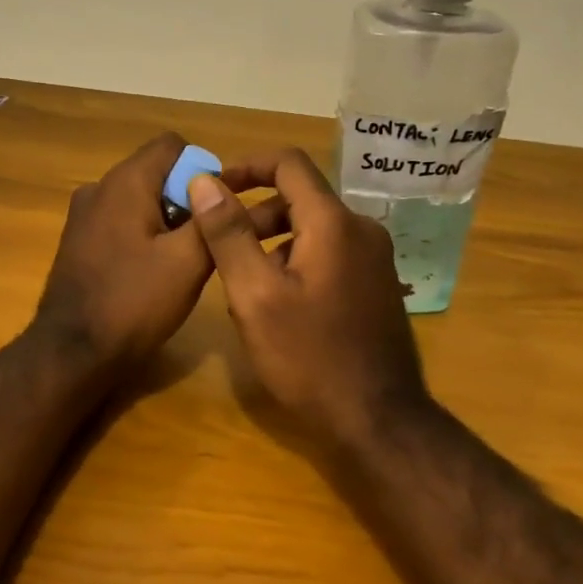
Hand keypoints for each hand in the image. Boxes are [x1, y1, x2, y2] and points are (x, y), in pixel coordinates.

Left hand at [33, 133, 284, 374]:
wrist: (72, 353)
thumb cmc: (134, 302)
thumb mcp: (188, 261)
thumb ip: (211, 218)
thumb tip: (221, 189)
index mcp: (125, 182)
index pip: (173, 145)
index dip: (203, 170)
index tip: (216, 210)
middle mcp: (99, 188)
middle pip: (156, 172)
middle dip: (186, 199)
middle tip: (203, 242)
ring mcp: (83, 215)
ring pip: (139, 199)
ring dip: (165, 220)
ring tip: (181, 262)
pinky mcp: (78, 241)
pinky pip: (120, 222)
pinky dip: (142, 235)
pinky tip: (151, 273)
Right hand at [187, 148, 429, 444]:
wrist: (378, 420)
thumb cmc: (309, 357)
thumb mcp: (255, 294)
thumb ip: (227, 233)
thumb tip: (204, 181)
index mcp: (333, 222)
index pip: (288, 163)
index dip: (246, 166)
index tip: (213, 188)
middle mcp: (361, 229)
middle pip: (299, 197)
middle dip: (254, 213)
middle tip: (219, 247)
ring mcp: (374, 258)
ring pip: (313, 228)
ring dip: (273, 241)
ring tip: (243, 283)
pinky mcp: (376, 284)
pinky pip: (329, 252)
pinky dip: (296, 260)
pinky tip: (278, 304)